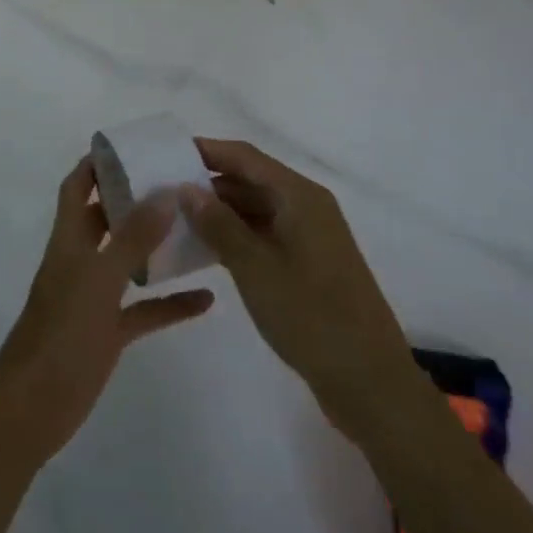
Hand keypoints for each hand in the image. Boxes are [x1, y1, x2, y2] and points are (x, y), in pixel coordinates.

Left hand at [0, 157, 214, 465]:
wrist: (33, 408)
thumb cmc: (61, 335)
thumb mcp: (99, 281)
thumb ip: (132, 238)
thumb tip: (165, 192)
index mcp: (68, 240)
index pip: (77, 188)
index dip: (97, 164)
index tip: (131, 147)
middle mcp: (80, 262)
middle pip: (105, 219)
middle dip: (135, 199)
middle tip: (176, 183)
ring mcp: (94, 299)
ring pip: (128, 262)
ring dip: (157, 247)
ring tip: (197, 229)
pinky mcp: (108, 333)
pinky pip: (144, 310)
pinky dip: (170, 302)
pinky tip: (206, 299)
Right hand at [178, 138, 413, 431]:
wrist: (370, 382)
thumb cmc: (311, 316)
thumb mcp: (255, 267)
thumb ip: (218, 224)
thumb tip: (186, 187)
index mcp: (300, 196)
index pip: (245, 157)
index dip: (206, 150)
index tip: (166, 153)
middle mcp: (307, 207)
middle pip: (251, 179)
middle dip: (208, 182)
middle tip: (163, 191)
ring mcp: (310, 236)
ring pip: (256, 208)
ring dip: (219, 211)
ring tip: (175, 219)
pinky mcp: (308, 264)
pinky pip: (265, 234)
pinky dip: (236, 235)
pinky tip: (205, 249)